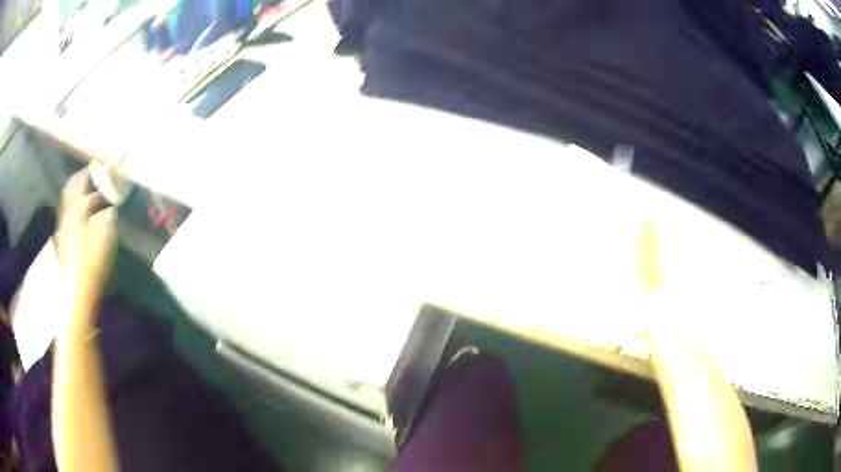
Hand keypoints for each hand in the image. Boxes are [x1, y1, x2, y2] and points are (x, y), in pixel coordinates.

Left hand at [58, 171, 116, 325]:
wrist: (76, 288)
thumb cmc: (91, 262)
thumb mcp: (104, 238)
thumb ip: (106, 218)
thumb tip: (109, 209)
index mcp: (76, 212)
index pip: (81, 186)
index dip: (89, 175)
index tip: (97, 167)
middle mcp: (67, 216)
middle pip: (70, 191)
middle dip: (78, 181)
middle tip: (86, 174)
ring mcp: (64, 229)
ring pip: (67, 203)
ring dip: (75, 194)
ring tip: (83, 191)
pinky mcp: (64, 240)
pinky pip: (67, 215)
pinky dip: (73, 209)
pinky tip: (80, 214)